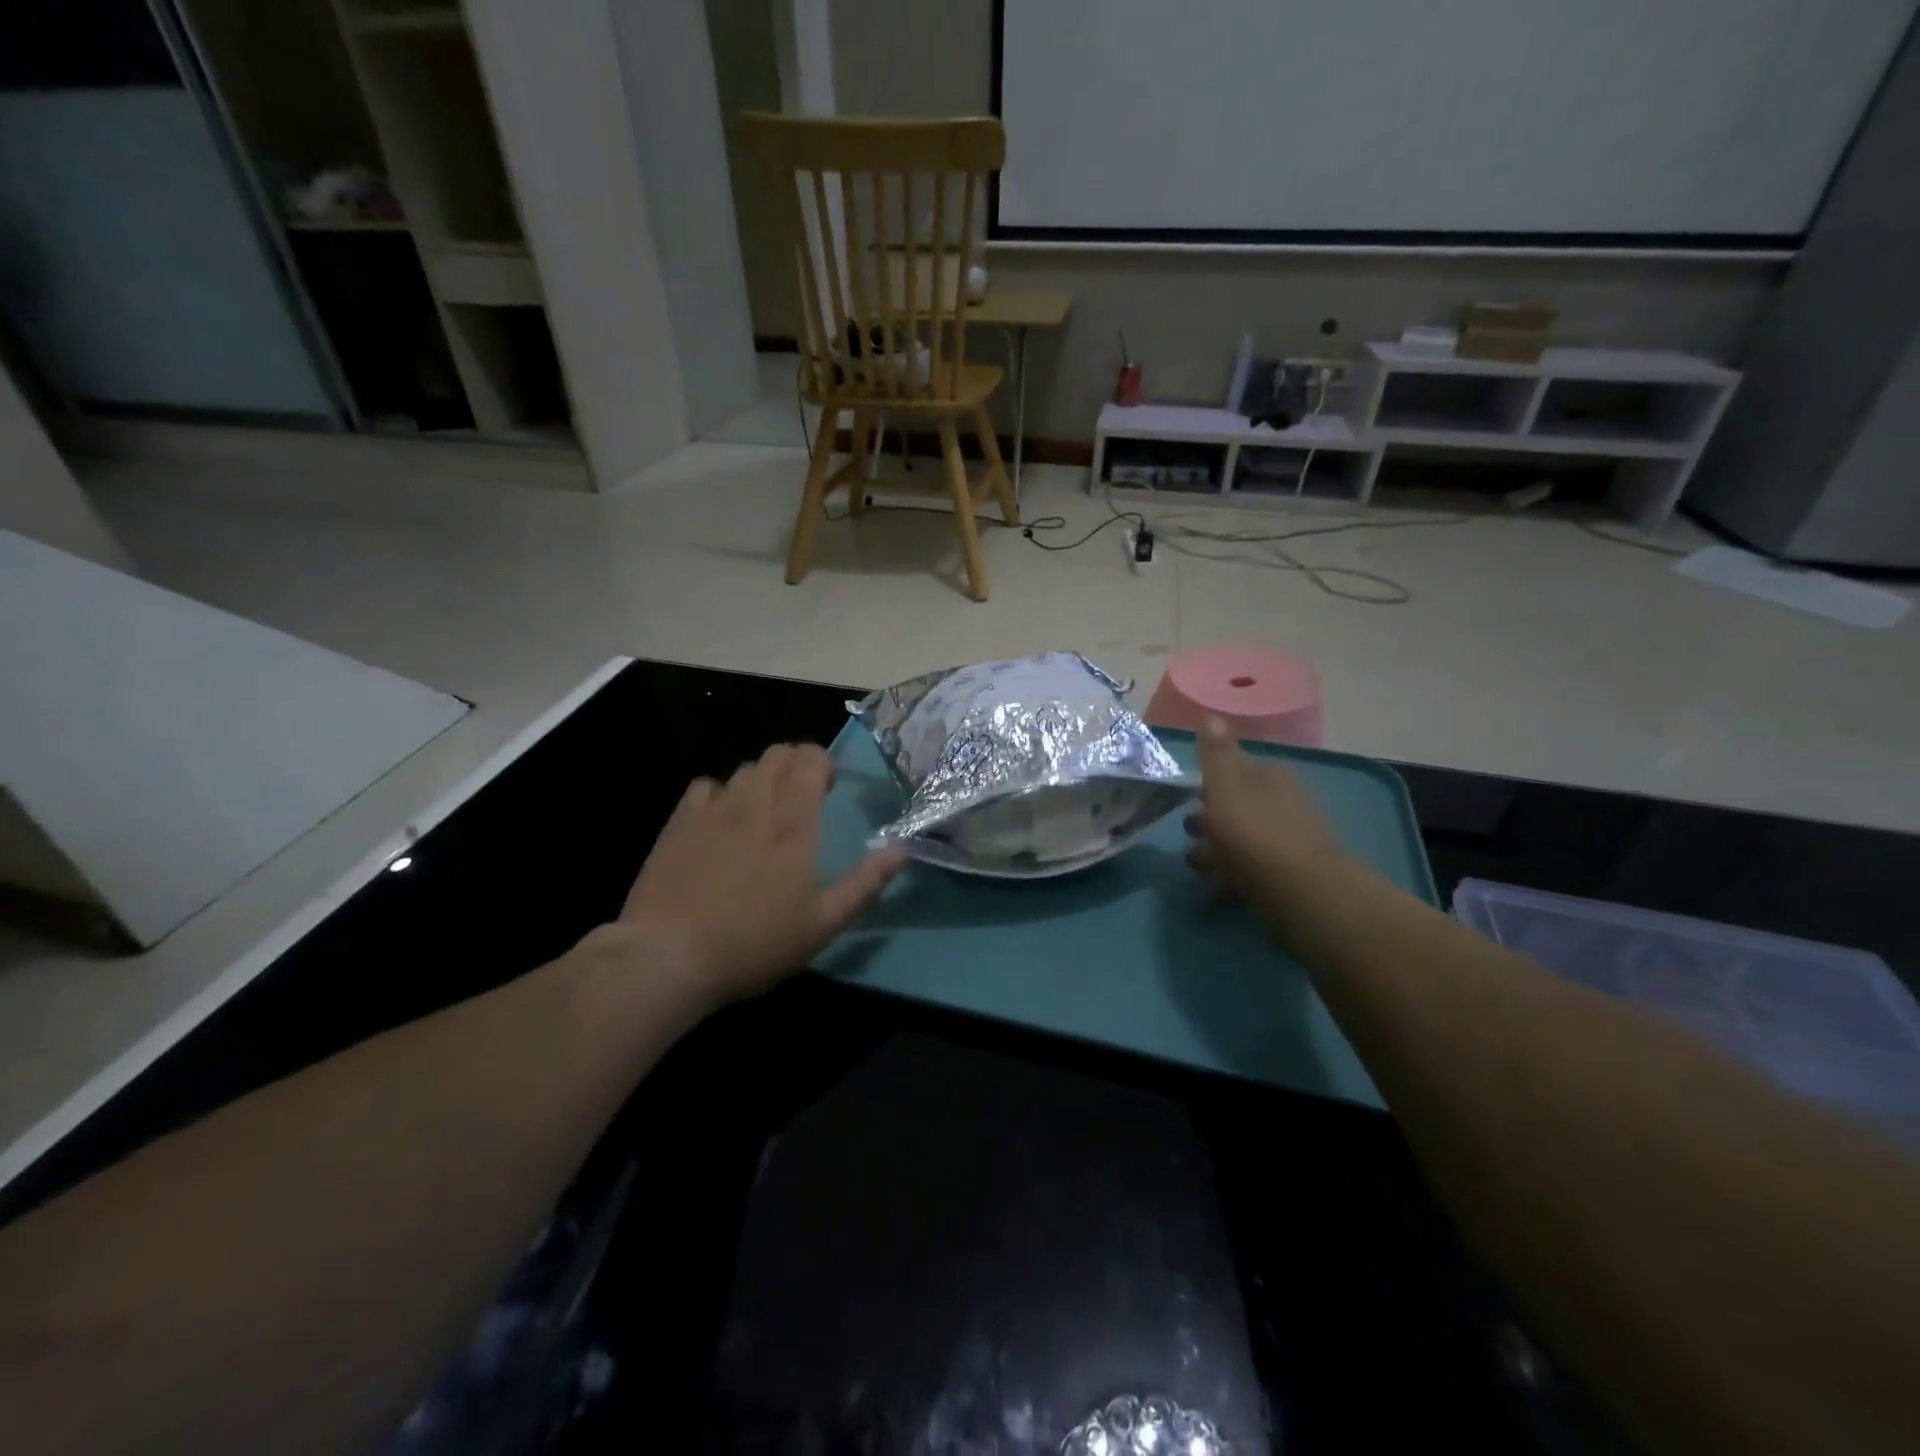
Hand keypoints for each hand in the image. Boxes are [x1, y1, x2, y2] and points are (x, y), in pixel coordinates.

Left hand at [619, 744, 904, 1005]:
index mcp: (793, 822)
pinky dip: (721, 794)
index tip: (828, 789)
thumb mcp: (822, 924)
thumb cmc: (754, 942)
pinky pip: (706, 787)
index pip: (809, 758)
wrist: (668, 956)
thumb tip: (901, 850)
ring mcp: (712, 809)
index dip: (822, 762)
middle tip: (802, 797)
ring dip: (763, 779)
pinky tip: (720, 822)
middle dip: (796, 764)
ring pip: (744, 769)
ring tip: (764, 812)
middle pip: (777, 754)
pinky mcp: (678, 822)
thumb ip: (864, 884)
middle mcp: (754, 802)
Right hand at [1185, 717, 1342, 931]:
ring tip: (1196, 865)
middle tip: (1188, 834)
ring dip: (1218, 849)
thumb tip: (1210, 714)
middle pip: (1239, 805)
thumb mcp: (1226, 787)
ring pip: (1244, 838)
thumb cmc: (1255, 834)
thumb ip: (1216, 754)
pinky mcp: (1291, 876)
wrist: (1304, 895)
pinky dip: (1232, 874)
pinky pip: (1253, 868)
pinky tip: (1216, 888)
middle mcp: (1285, 803)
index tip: (1187, 798)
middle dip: (1211, 818)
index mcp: (1271, 777)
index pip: (1236, 770)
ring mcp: (1290, 841)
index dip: (1209, 783)